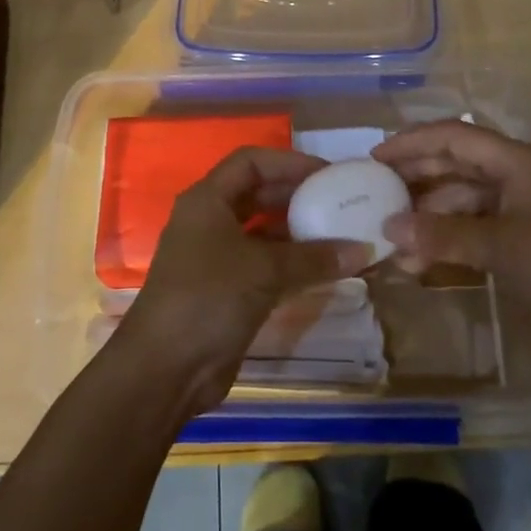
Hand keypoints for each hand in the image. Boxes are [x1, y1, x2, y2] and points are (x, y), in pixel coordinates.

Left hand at [120, 147, 373, 413]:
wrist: (166, 369)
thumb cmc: (209, 299)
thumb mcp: (264, 270)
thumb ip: (314, 257)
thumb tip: (364, 250)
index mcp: (207, 200)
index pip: (251, 161)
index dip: (289, 162)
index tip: (327, 175)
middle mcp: (210, 220)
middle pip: (258, 193)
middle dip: (297, 195)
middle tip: (339, 203)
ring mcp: (216, 256)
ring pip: (263, 231)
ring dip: (298, 232)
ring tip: (339, 234)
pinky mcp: (226, 288)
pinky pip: (265, 263)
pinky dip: (292, 262)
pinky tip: (324, 269)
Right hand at [372, 120, 530, 340]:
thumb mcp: (500, 247)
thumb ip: (441, 235)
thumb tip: (388, 228)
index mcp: (514, 161)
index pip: (451, 137)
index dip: (410, 142)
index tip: (372, 158)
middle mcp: (515, 176)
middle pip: (454, 164)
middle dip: (414, 179)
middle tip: (373, 194)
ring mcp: (520, 208)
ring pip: (462, 199)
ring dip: (428, 218)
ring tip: (393, 243)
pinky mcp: (524, 238)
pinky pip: (474, 226)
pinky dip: (448, 239)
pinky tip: (422, 262)